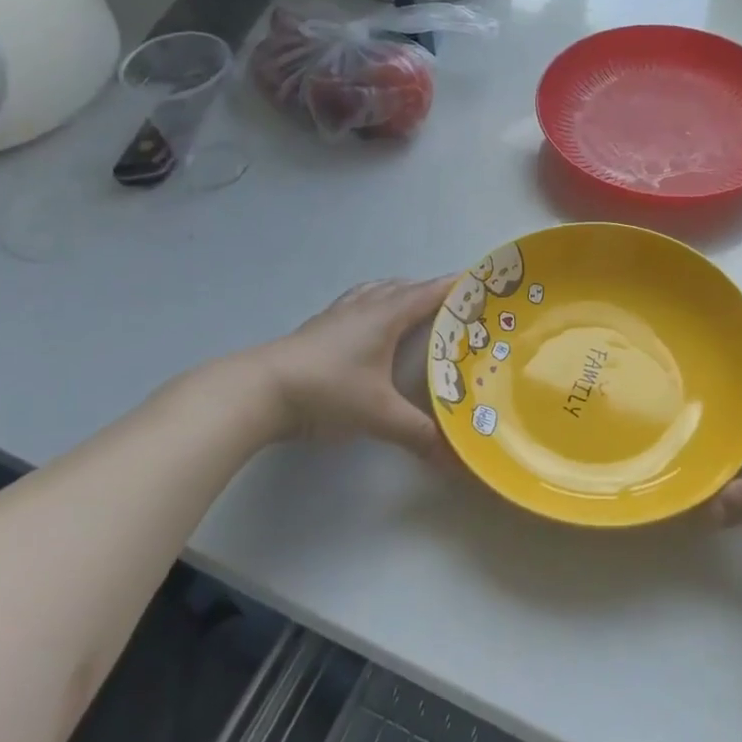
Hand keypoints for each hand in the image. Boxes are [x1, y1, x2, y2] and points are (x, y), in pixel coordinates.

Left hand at [254, 275, 456, 461]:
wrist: (260, 391)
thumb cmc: (329, 391)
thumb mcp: (379, 415)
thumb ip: (418, 434)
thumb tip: (453, 459)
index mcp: (386, 316)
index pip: (428, 293)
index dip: (455, 287)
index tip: (481, 283)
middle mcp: (364, 307)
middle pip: (403, 287)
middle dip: (430, 291)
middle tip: (455, 305)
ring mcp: (337, 315)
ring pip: (376, 291)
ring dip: (399, 293)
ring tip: (414, 306)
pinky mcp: (318, 328)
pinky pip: (356, 303)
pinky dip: (373, 304)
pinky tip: (369, 324)